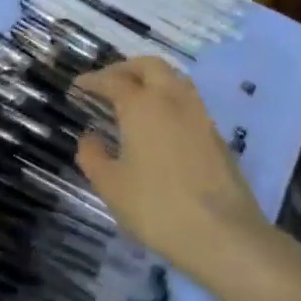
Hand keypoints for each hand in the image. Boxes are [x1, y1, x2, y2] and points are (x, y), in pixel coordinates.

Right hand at [74, 57, 268, 270]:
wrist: (222, 234)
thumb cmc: (156, 207)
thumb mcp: (111, 186)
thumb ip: (93, 156)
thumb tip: (89, 137)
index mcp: (142, 106)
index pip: (113, 80)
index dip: (92, 81)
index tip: (77, 87)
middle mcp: (173, 100)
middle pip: (150, 66)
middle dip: (125, 69)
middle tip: (107, 83)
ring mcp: (200, 115)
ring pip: (174, 80)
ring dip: (151, 80)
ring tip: (133, 99)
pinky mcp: (216, 135)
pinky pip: (188, 102)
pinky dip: (168, 100)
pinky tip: (159, 125)